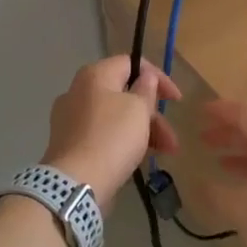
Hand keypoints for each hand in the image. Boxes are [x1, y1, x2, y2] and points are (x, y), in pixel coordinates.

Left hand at [41, 56, 180, 211]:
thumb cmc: (112, 138)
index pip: (131, 63)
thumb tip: (146, 77)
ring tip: (164, 153)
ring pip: (115, 116)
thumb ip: (146, 89)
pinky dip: (123, 141)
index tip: (176, 100)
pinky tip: (138, 159)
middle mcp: (78, 91)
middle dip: (153, 114)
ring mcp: (70, 118)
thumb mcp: (139, 109)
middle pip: (124, 93)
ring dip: (143, 130)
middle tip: (171, 137)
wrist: (75, 184)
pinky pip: (103, 134)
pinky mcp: (70, 143)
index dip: (158, 77)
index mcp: (95, 75)